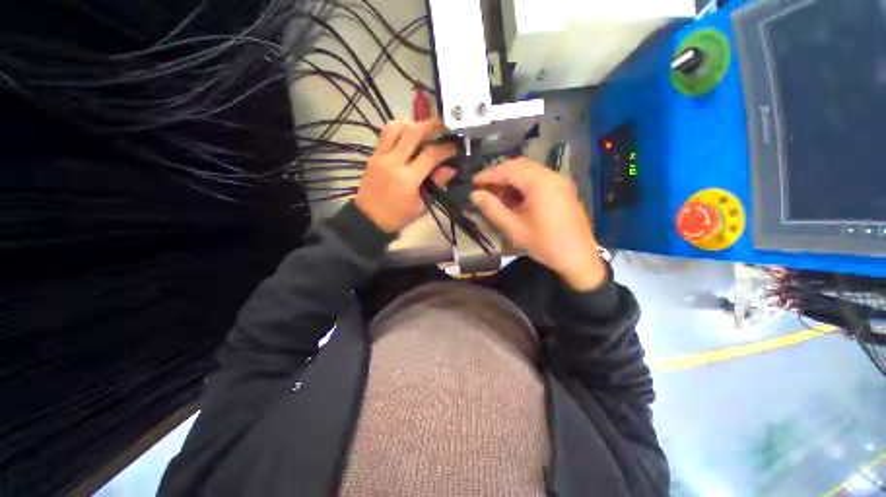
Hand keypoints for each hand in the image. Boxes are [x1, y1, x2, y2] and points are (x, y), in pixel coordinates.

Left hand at [356, 119, 456, 232]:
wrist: (368, 219)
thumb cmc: (398, 216)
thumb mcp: (421, 206)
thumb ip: (436, 185)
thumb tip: (450, 169)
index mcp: (408, 179)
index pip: (430, 155)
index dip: (445, 148)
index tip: (454, 146)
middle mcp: (393, 163)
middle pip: (412, 132)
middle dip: (430, 125)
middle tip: (441, 126)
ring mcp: (380, 157)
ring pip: (395, 127)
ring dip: (411, 123)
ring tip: (421, 129)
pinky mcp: (373, 156)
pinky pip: (385, 134)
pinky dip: (398, 130)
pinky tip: (407, 136)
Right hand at [471, 158, 605, 290]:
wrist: (578, 257)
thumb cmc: (544, 244)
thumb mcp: (513, 228)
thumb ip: (492, 209)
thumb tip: (474, 194)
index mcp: (540, 183)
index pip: (509, 170)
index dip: (488, 174)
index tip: (473, 183)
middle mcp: (551, 176)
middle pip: (519, 165)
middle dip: (499, 173)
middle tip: (483, 187)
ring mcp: (559, 181)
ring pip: (529, 170)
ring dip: (510, 178)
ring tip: (496, 193)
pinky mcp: (562, 188)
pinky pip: (538, 178)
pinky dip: (522, 183)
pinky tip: (513, 197)